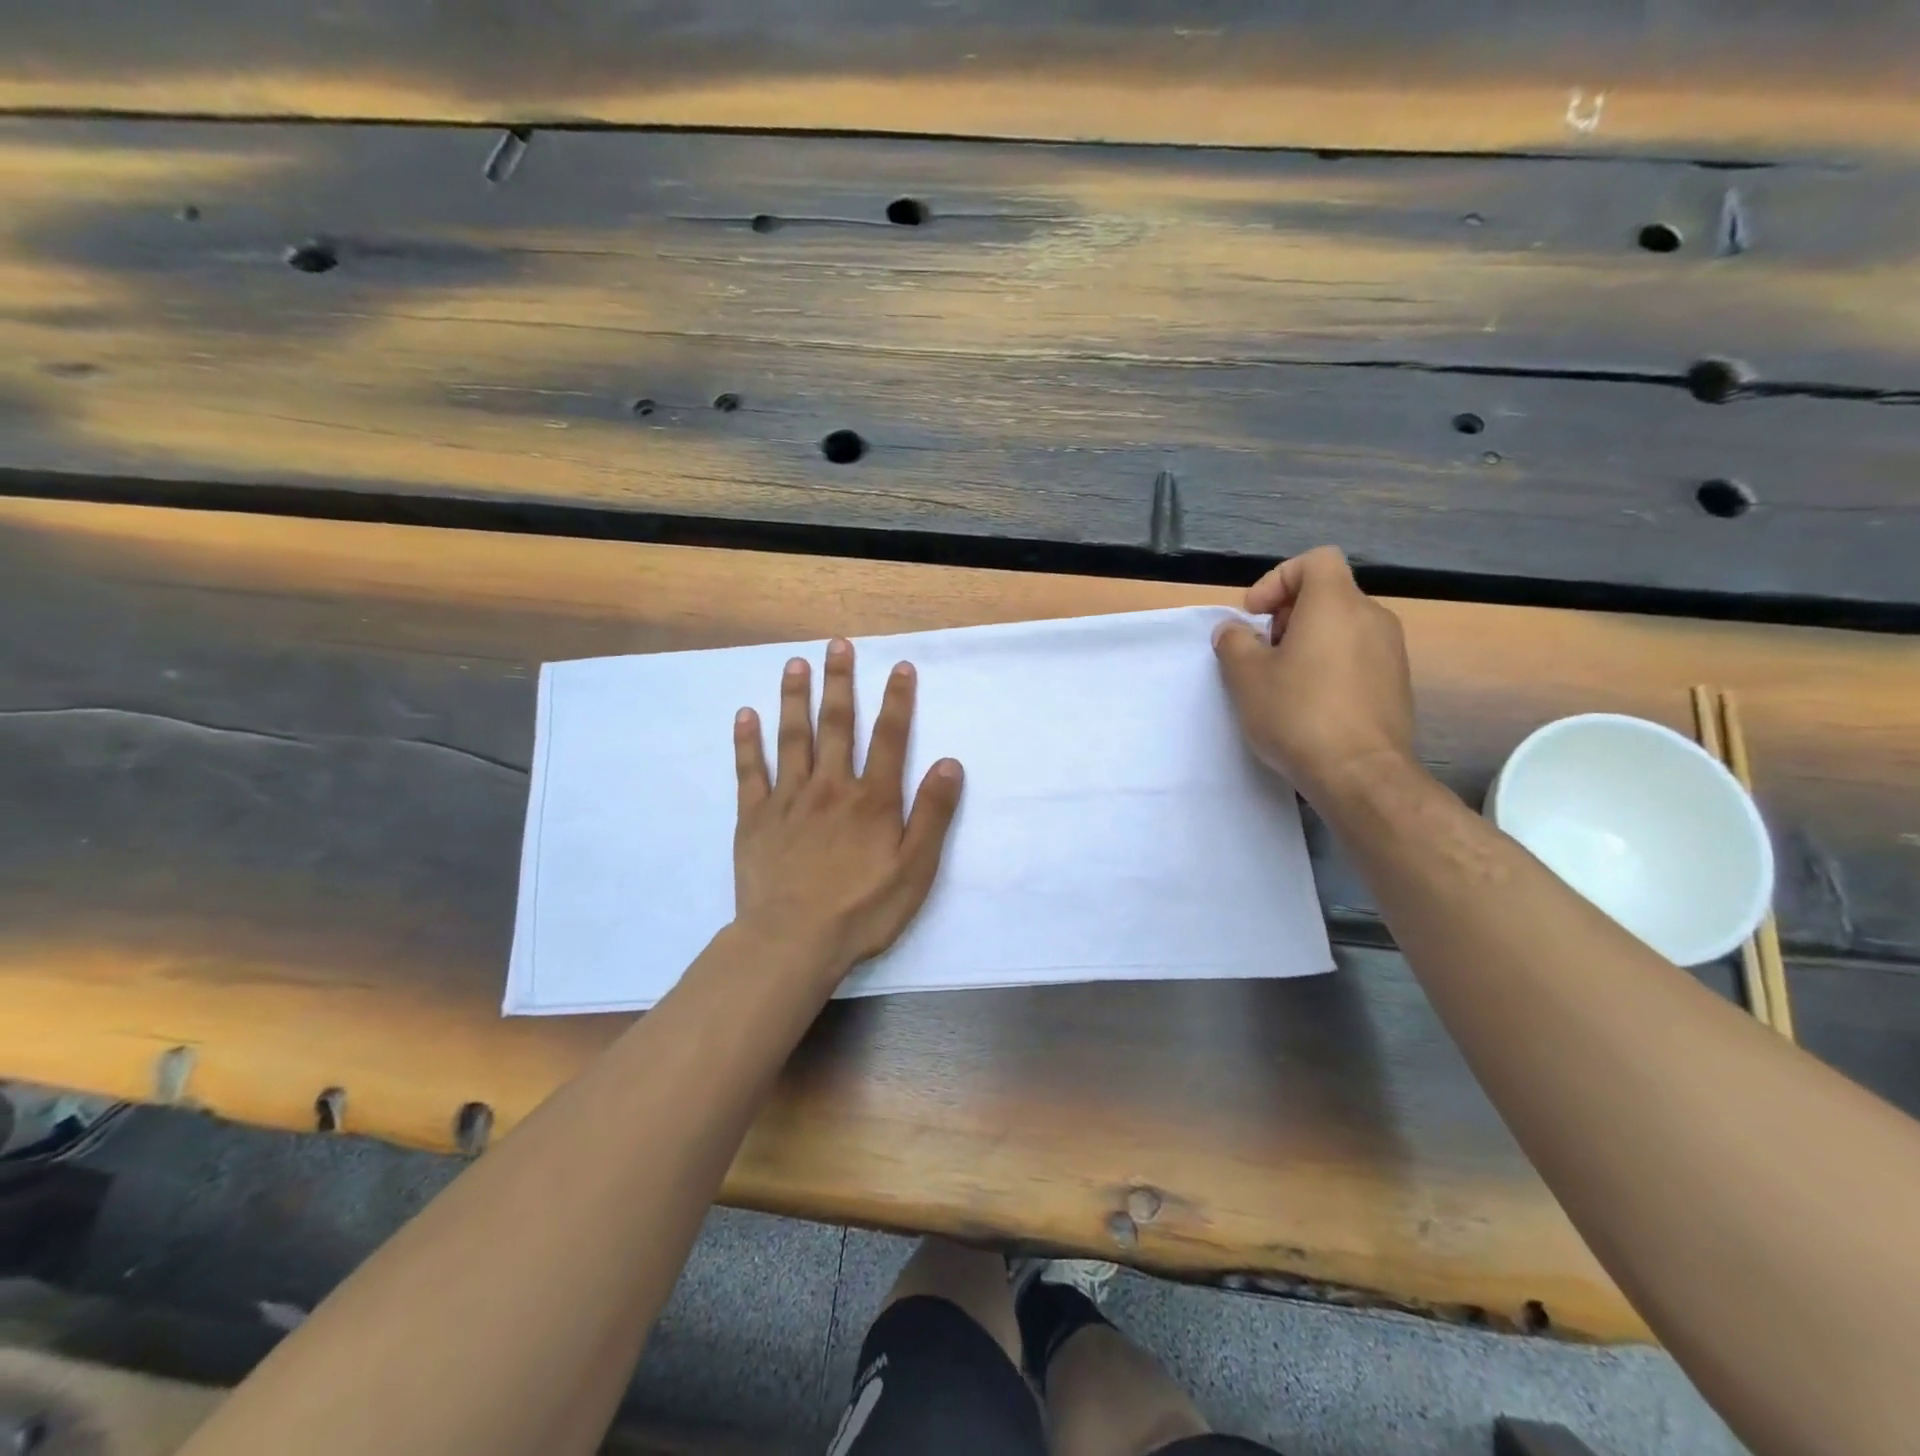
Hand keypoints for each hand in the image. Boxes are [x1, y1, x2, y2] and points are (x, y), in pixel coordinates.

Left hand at [732, 638, 963, 978]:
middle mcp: (830, 787)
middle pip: (836, 725)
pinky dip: (746, 741)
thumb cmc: (862, 910)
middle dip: (840, 683)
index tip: (900, 667)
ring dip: (794, 698)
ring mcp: (788, 799)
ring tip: (795, 664)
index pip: (889, 738)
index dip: (897, 700)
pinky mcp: (754, 817)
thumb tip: (949, 764)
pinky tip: (744, 714)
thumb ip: (933, 815)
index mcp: (872, 799)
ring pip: (792, 737)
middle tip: (838, 645)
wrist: (793, 941)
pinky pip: (749, 771)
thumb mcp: (915, 869)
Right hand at [1212, 547, 1415, 802]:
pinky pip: (1358, 657)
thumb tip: (1234, 631)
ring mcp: (1391, 651)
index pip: (1315, 561)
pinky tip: (1311, 704)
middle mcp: (1372, 618)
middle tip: (1263, 652)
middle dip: (1289, 615)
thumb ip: (1234, 643)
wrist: (1360, 774)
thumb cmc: (1298, 714)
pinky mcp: (1397, 684)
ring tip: (1283, 682)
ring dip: (1309, 643)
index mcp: (1336, 604)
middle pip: (1328, 595)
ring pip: (1343, 627)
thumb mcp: (1246, 677)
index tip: (1255, 616)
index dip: (1278, 579)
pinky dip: (1331, 665)